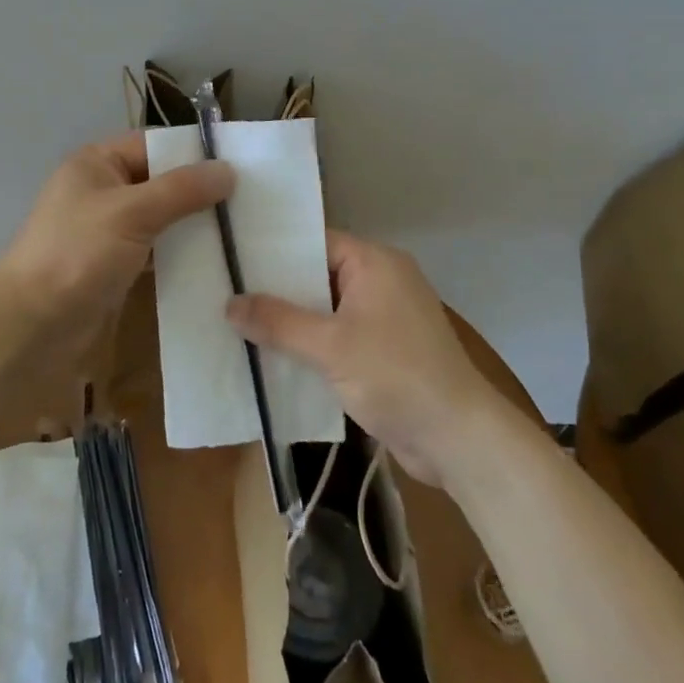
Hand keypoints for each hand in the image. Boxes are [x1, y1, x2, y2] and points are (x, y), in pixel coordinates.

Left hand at [0, 131, 233, 346]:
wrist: (33, 327)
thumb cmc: (78, 254)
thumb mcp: (132, 212)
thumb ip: (181, 189)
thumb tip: (228, 170)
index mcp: (97, 163)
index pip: (155, 146)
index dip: (194, 153)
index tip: (242, 165)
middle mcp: (103, 190)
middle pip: (161, 181)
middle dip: (200, 192)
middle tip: (250, 201)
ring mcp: (108, 230)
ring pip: (162, 218)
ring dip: (194, 225)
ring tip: (242, 230)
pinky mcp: (115, 265)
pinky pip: (156, 249)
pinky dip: (181, 253)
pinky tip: (215, 259)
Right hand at [226, 231, 500, 483]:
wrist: (458, 439)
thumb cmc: (396, 375)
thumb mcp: (330, 346)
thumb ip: (279, 322)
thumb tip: (230, 303)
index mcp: (375, 262)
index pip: (316, 242)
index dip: (275, 251)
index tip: (234, 259)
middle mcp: (381, 281)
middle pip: (318, 276)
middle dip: (277, 290)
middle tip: (226, 292)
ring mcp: (384, 318)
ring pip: (326, 311)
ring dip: (292, 323)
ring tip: (238, 324)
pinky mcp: (384, 352)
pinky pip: (338, 338)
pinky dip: (311, 346)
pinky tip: (272, 358)